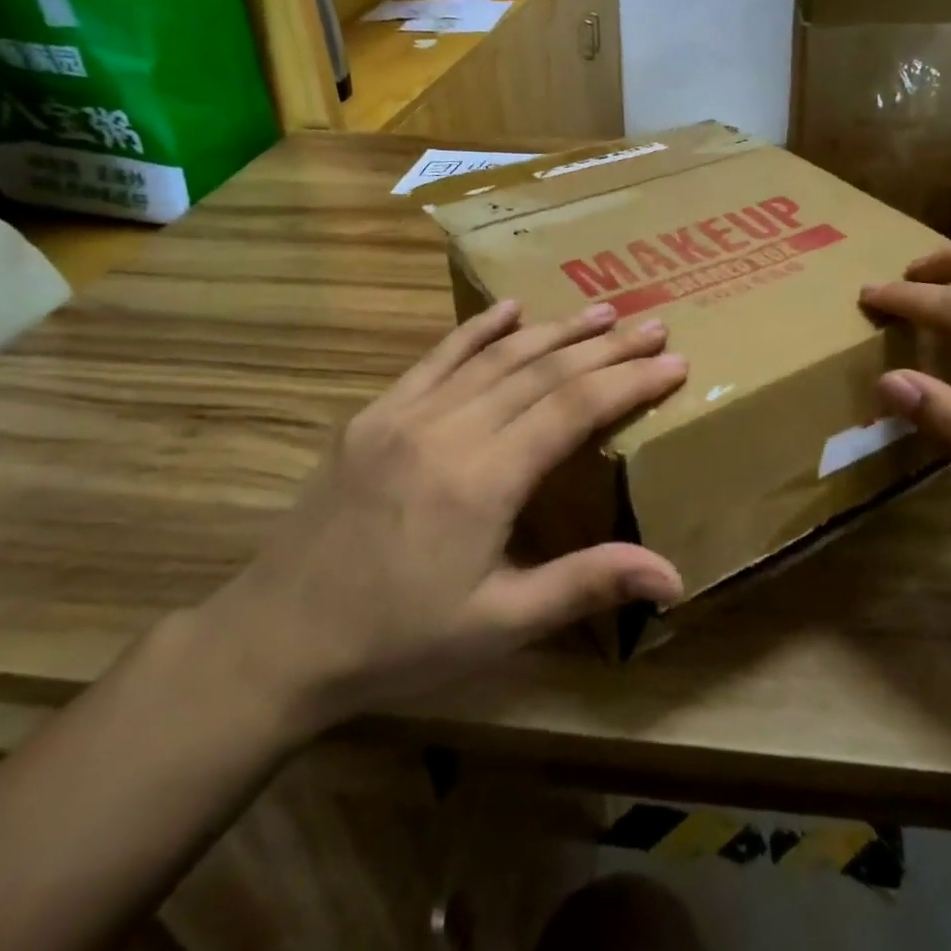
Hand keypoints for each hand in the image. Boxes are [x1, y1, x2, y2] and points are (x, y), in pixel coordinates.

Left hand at [197, 301, 688, 743]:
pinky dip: (477, 330)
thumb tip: (674, 577)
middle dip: (605, 348)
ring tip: (602, 312)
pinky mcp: (373, 415)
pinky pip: (436, 358)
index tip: (672, 362)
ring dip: (554, 331)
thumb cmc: (397, 641)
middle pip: (542, 373)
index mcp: (482, 481)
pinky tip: (510, 309)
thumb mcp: (498, 624)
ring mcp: (404, 415)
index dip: (628, 382)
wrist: (277, 640)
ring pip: (495, 357)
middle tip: (653, 326)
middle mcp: (447, 430)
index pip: (573, 409)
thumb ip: (585, 584)